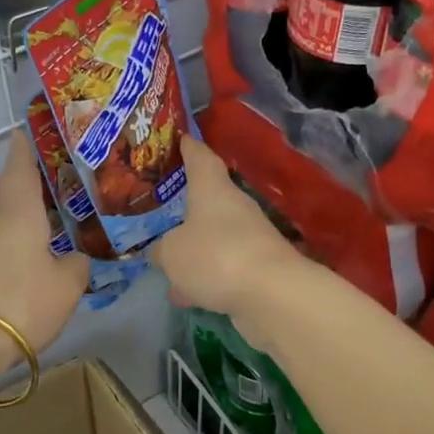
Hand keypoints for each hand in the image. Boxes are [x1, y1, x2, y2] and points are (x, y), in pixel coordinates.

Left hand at [0, 131, 88, 357]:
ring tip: (58, 201)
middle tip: (64, 168)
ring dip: (26, 199)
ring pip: (5, 206)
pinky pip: (3, 230)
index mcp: (19, 205)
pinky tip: (41, 238)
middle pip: (10, 180)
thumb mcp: (67, 283)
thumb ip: (78, 263)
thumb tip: (78, 256)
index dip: (31, 139)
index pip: (21, 157)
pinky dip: (21, 225)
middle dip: (32, 170)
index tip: (46, 126)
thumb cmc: (22, 300)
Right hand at [150, 136, 306, 328]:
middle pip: (208, 199)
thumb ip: (161, 250)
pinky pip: (223, 267)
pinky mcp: (259, 269)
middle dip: (186, 206)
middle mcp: (234, 207)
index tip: (180, 138)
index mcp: (212, 189)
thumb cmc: (216, 256)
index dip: (189, 147)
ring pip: (214, 237)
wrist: (273, 295)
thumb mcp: (172, 253)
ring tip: (166, 264)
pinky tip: (186, 295)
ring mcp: (250, 238)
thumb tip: (160, 251)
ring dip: (194, 249)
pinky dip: (205, 277)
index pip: (201, 158)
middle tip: (160, 209)